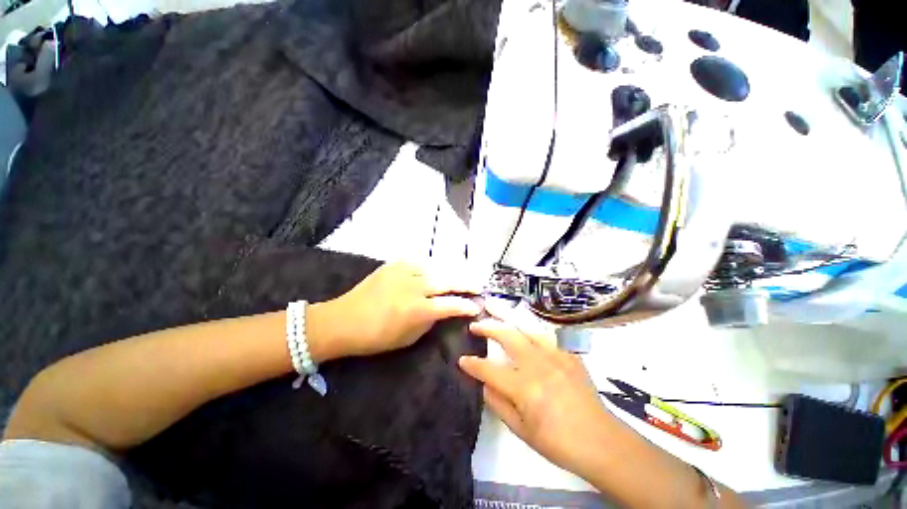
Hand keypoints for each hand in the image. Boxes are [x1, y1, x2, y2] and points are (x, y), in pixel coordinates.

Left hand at [311, 262, 481, 358]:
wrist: (342, 320)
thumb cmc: (375, 336)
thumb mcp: (407, 338)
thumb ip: (429, 322)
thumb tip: (442, 310)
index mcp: (417, 309)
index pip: (450, 304)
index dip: (466, 305)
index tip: (476, 306)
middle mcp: (413, 286)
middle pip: (447, 280)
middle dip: (466, 282)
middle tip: (477, 284)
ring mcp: (403, 272)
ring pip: (435, 267)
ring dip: (451, 271)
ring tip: (461, 274)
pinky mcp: (393, 265)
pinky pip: (418, 262)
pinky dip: (431, 265)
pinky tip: (436, 268)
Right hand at [459, 317, 617, 475]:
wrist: (601, 441)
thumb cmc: (558, 442)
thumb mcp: (521, 430)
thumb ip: (498, 403)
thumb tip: (484, 383)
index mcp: (525, 387)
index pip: (490, 370)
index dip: (473, 364)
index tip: (462, 360)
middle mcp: (539, 365)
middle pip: (508, 336)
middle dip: (487, 327)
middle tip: (475, 324)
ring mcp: (556, 355)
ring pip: (526, 327)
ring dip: (507, 317)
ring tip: (494, 307)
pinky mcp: (569, 353)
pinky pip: (546, 334)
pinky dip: (530, 328)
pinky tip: (523, 326)